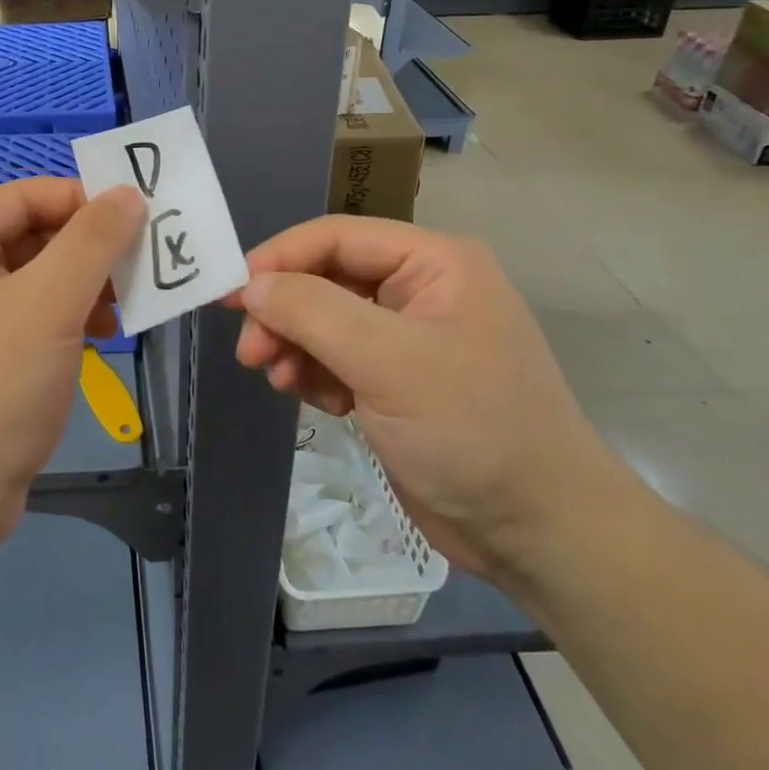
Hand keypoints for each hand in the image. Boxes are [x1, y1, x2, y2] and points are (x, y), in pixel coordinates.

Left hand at [0, 179, 143, 548]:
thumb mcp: (48, 305)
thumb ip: (91, 241)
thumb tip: (128, 193)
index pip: (23, 196)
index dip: (80, 199)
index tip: (136, 218)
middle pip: (32, 236)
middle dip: (89, 248)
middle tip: (141, 264)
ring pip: (38, 280)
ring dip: (85, 285)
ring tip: (129, 304)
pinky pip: (33, 320)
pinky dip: (70, 320)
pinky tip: (105, 337)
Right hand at [231, 217, 632, 583]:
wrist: (537, 531)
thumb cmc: (471, 429)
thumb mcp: (388, 362)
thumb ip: (313, 312)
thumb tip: (251, 285)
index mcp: (434, 263)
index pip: (337, 237)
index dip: (280, 259)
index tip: (231, 294)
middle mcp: (421, 290)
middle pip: (326, 279)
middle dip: (284, 312)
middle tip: (250, 353)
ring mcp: (408, 338)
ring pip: (325, 321)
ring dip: (294, 346)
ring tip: (279, 379)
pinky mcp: (396, 382)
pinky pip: (336, 359)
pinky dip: (315, 374)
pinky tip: (316, 400)